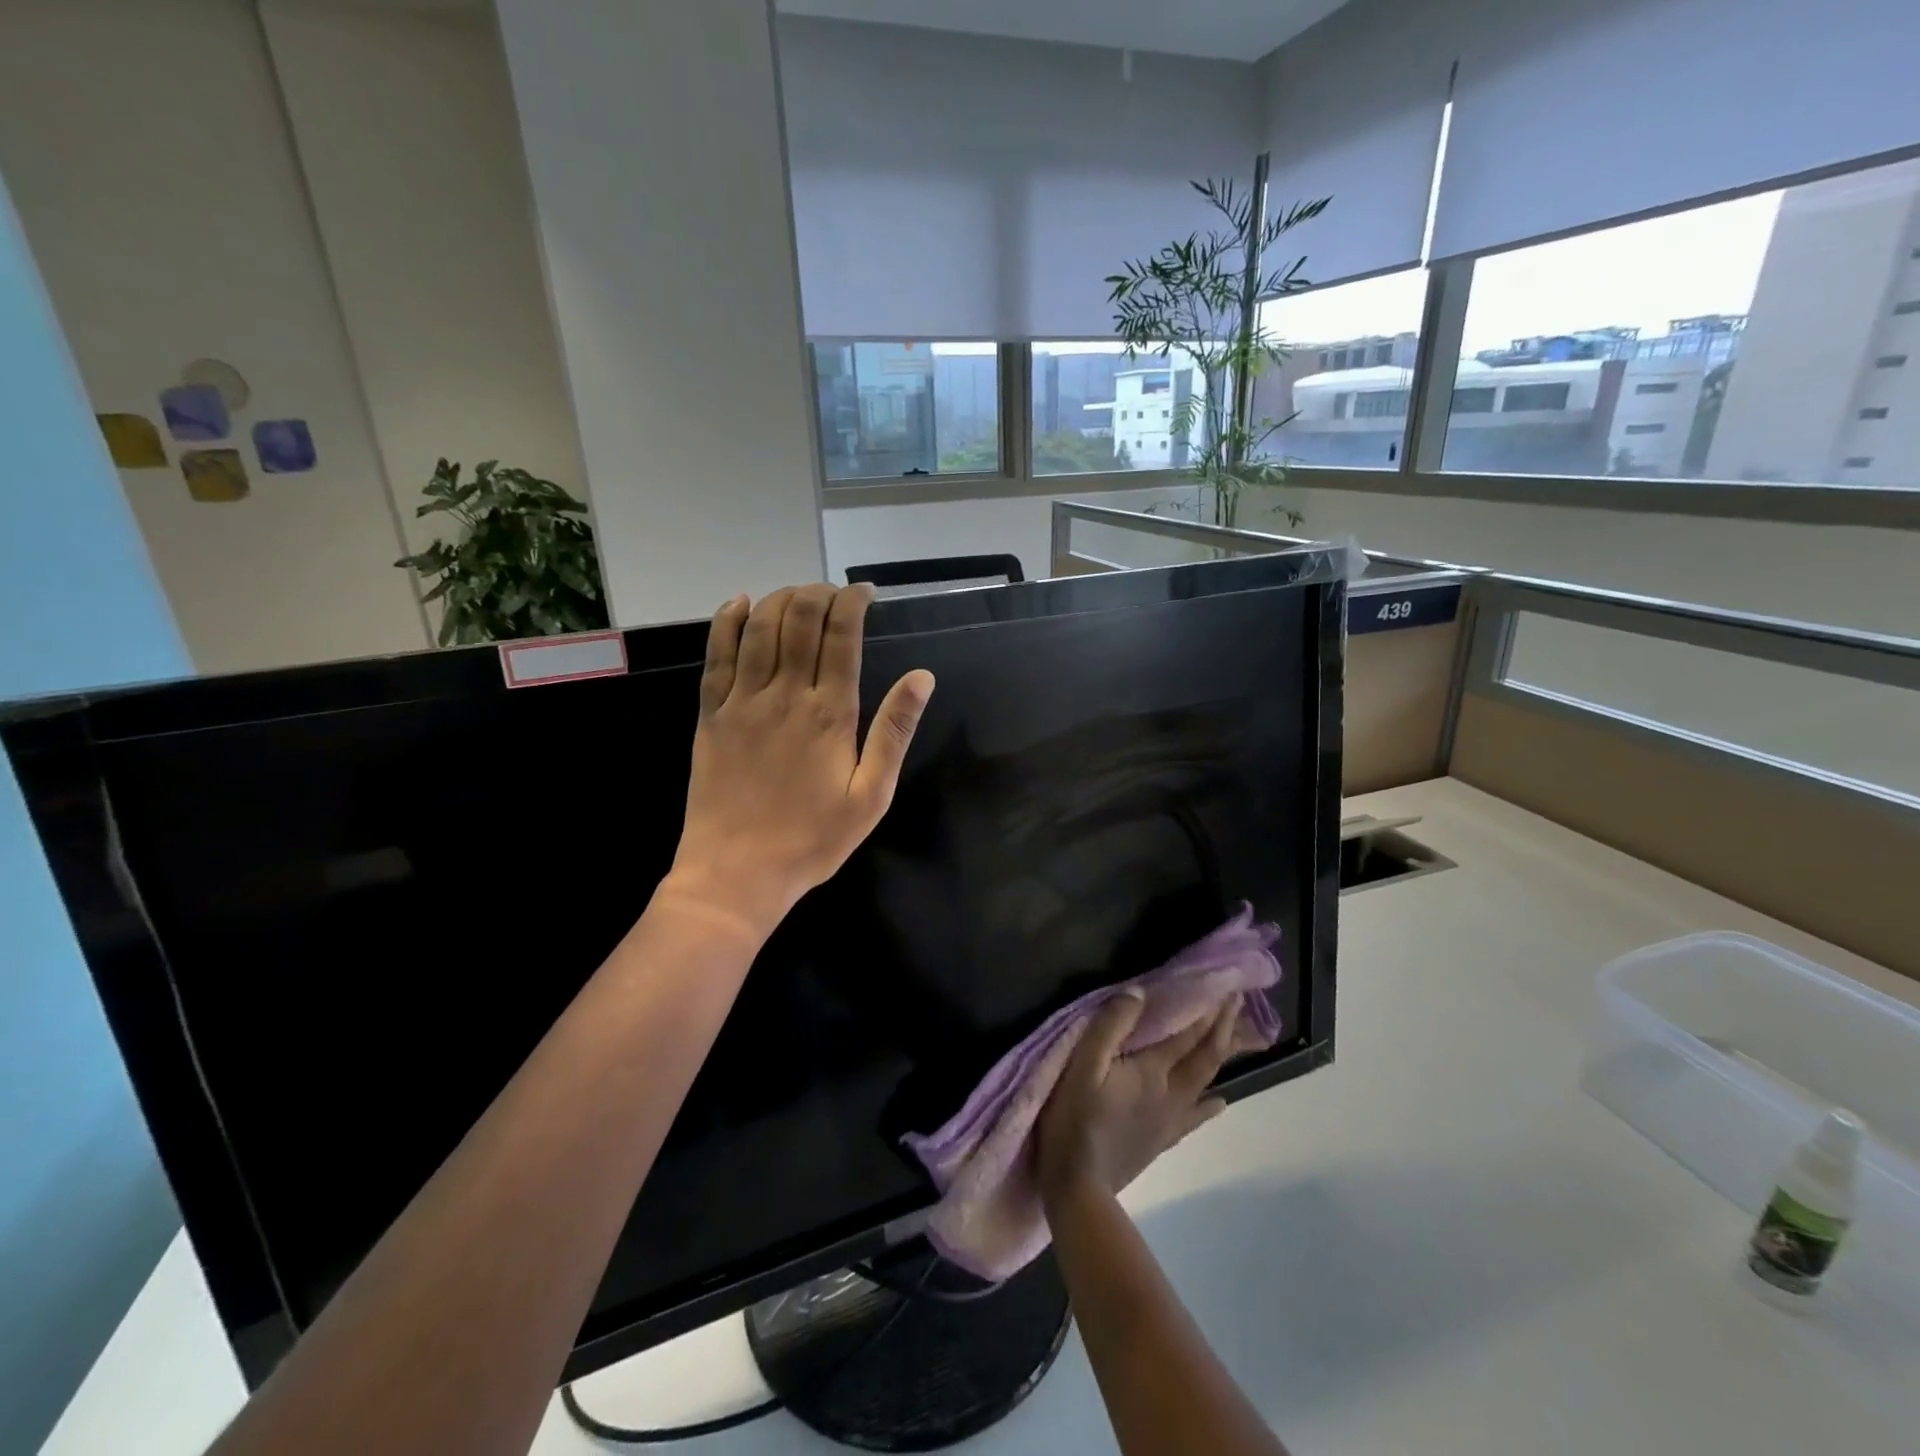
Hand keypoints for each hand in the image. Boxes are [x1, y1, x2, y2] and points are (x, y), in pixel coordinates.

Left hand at [661, 583, 934, 941]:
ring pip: (759, 628)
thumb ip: (894, 732)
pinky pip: (716, 655)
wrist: (736, 873)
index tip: (865, 593)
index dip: (853, 603)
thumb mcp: (871, 796)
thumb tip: (922, 677)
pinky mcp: (711, 714)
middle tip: (835, 593)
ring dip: (781, 599)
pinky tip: (740, 603)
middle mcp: (785, 695)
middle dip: (819, 593)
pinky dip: (728, 622)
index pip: (842, 636)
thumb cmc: (812, 840)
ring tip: (800, 593)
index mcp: (830, 714)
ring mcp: (742, 701)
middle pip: (799, 620)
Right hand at [1036, 992, 1247, 1206]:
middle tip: (1238, 1002)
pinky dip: (1209, 1105)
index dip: (1208, 1009)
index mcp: (1152, 1070)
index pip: (1188, 1033)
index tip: (1226, 986)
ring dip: (1222, 1056)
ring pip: (1205, 1081)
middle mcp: (1171, 1092)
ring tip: (1239, 1039)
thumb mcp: (1083, 1064)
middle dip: (1223, 1026)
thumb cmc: (1075, 1118)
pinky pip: (1194, 1116)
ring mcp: (1170, 1118)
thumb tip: (1139, 992)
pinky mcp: (1162, 1139)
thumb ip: (1110, 1025)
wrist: (1078, 1186)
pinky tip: (1220, 1103)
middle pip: (1205, 1056)